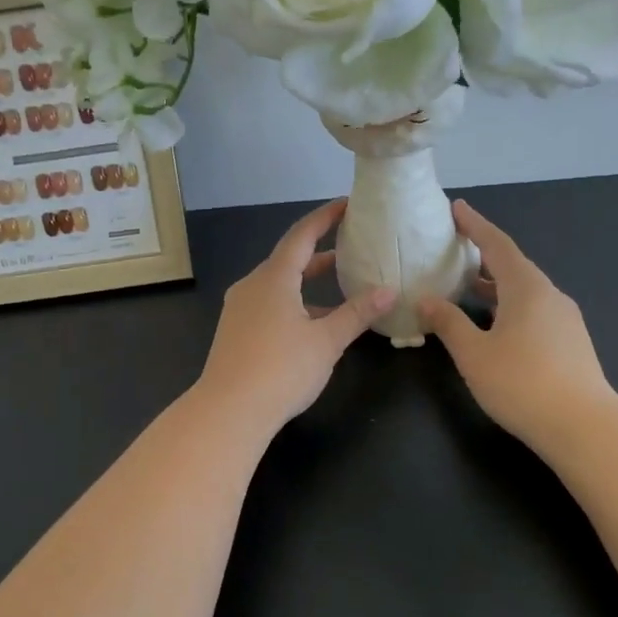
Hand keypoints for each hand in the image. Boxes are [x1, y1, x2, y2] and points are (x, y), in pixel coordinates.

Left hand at [194, 199, 394, 433]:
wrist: (228, 411)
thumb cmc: (281, 370)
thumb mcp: (326, 341)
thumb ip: (357, 313)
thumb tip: (389, 291)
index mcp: (273, 278)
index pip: (301, 235)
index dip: (325, 217)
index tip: (347, 205)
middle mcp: (252, 285)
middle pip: (289, 258)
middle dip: (320, 250)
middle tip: (351, 243)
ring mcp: (240, 308)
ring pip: (279, 284)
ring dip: (308, 280)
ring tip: (341, 281)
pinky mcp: (236, 330)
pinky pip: (269, 303)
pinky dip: (295, 302)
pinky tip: (315, 321)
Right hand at [418, 200, 617, 453]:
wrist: (586, 428)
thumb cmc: (522, 384)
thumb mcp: (474, 354)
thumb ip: (448, 323)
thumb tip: (426, 300)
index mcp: (526, 288)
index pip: (497, 245)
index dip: (475, 225)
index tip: (456, 208)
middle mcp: (549, 295)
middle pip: (513, 265)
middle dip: (483, 254)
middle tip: (455, 247)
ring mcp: (564, 320)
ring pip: (523, 290)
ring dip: (494, 283)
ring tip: (465, 285)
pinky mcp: (570, 343)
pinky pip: (533, 310)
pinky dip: (507, 304)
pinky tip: (493, 323)